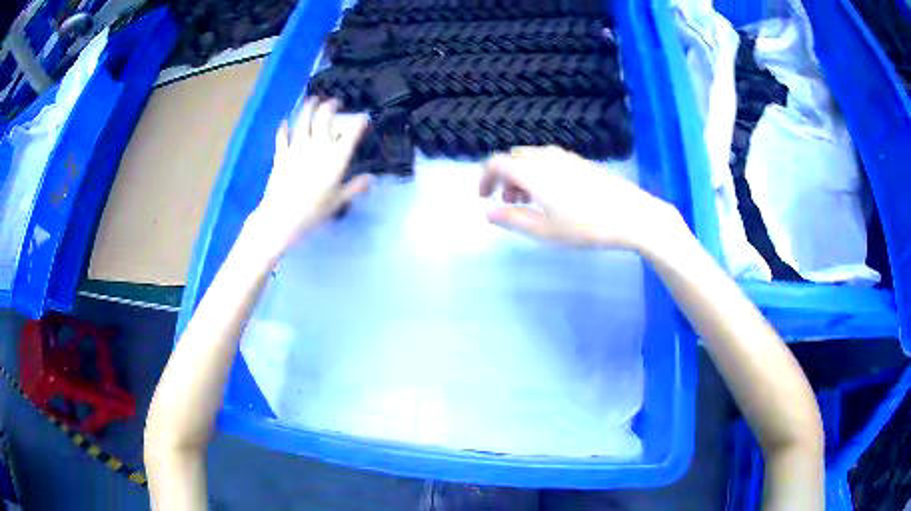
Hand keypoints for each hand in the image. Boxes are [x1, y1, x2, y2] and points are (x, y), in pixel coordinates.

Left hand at [249, 97, 370, 256]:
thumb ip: (355, 187)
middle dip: (331, 106)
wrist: (282, 216)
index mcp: (336, 156)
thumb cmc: (314, 210)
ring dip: (309, 107)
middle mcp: (318, 145)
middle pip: (325, 117)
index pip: (352, 132)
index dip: (360, 121)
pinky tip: (284, 121)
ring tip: (312, 99)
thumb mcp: (339, 201)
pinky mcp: (281, 153)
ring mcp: (297, 146)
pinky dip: (284, 128)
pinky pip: (282, 136)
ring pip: (303, 120)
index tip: (364, 117)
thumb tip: (371, 179)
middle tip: (334, 102)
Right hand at [479, 146, 678, 251]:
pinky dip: (539, 173)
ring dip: (522, 176)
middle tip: (508, 204)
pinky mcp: (580, 162)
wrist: (630, 215)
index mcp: (532, 171)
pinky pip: (548, 160)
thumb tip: (486, 211)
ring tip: (530, 203)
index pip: (497, 163)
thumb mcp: (544, 230)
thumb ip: (512, 219)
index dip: (485, 178)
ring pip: (532, 159)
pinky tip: (552, 195)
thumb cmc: (585, 226)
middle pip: (513, 158)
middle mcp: (545, 157)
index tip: (483, 197)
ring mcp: (565, 157)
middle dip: (504, 179)